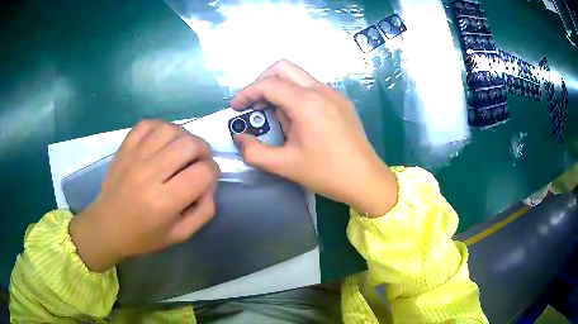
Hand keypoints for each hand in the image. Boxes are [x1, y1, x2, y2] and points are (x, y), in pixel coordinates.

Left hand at [69, 120, 219, 271]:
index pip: (202, 173)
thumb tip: (209, 184)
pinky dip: (161, 127)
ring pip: (169, 129)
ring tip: (183, 148)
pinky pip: (147, 124)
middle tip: (201, 160)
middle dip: (204, 150)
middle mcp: (149, 174)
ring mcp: (134, 157)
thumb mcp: (180, 235)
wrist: (107, 226)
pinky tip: (163, 140)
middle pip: (189, 145)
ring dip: (184, 136)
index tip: (209, 178)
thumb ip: (203, 211)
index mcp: (164, 202)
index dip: (213, 172)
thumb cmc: (143, 236)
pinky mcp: (124, 148)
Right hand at [232, 60, 397, 216]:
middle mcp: (321, 90)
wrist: (365, 179)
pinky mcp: (341, 101)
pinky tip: (297, 120)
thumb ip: (254, 151)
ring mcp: (334, 93)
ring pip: (298, 76)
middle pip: (283, 67)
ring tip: (276, 117)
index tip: (236, 108)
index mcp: (306, 103)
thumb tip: (240, 138)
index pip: (268, 84)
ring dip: (280, 89)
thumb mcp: (284, 165)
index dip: (246, 93)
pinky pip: (312, 87)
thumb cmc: (326, 173)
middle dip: (263, 82)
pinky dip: (296, 95)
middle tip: (255, 105)